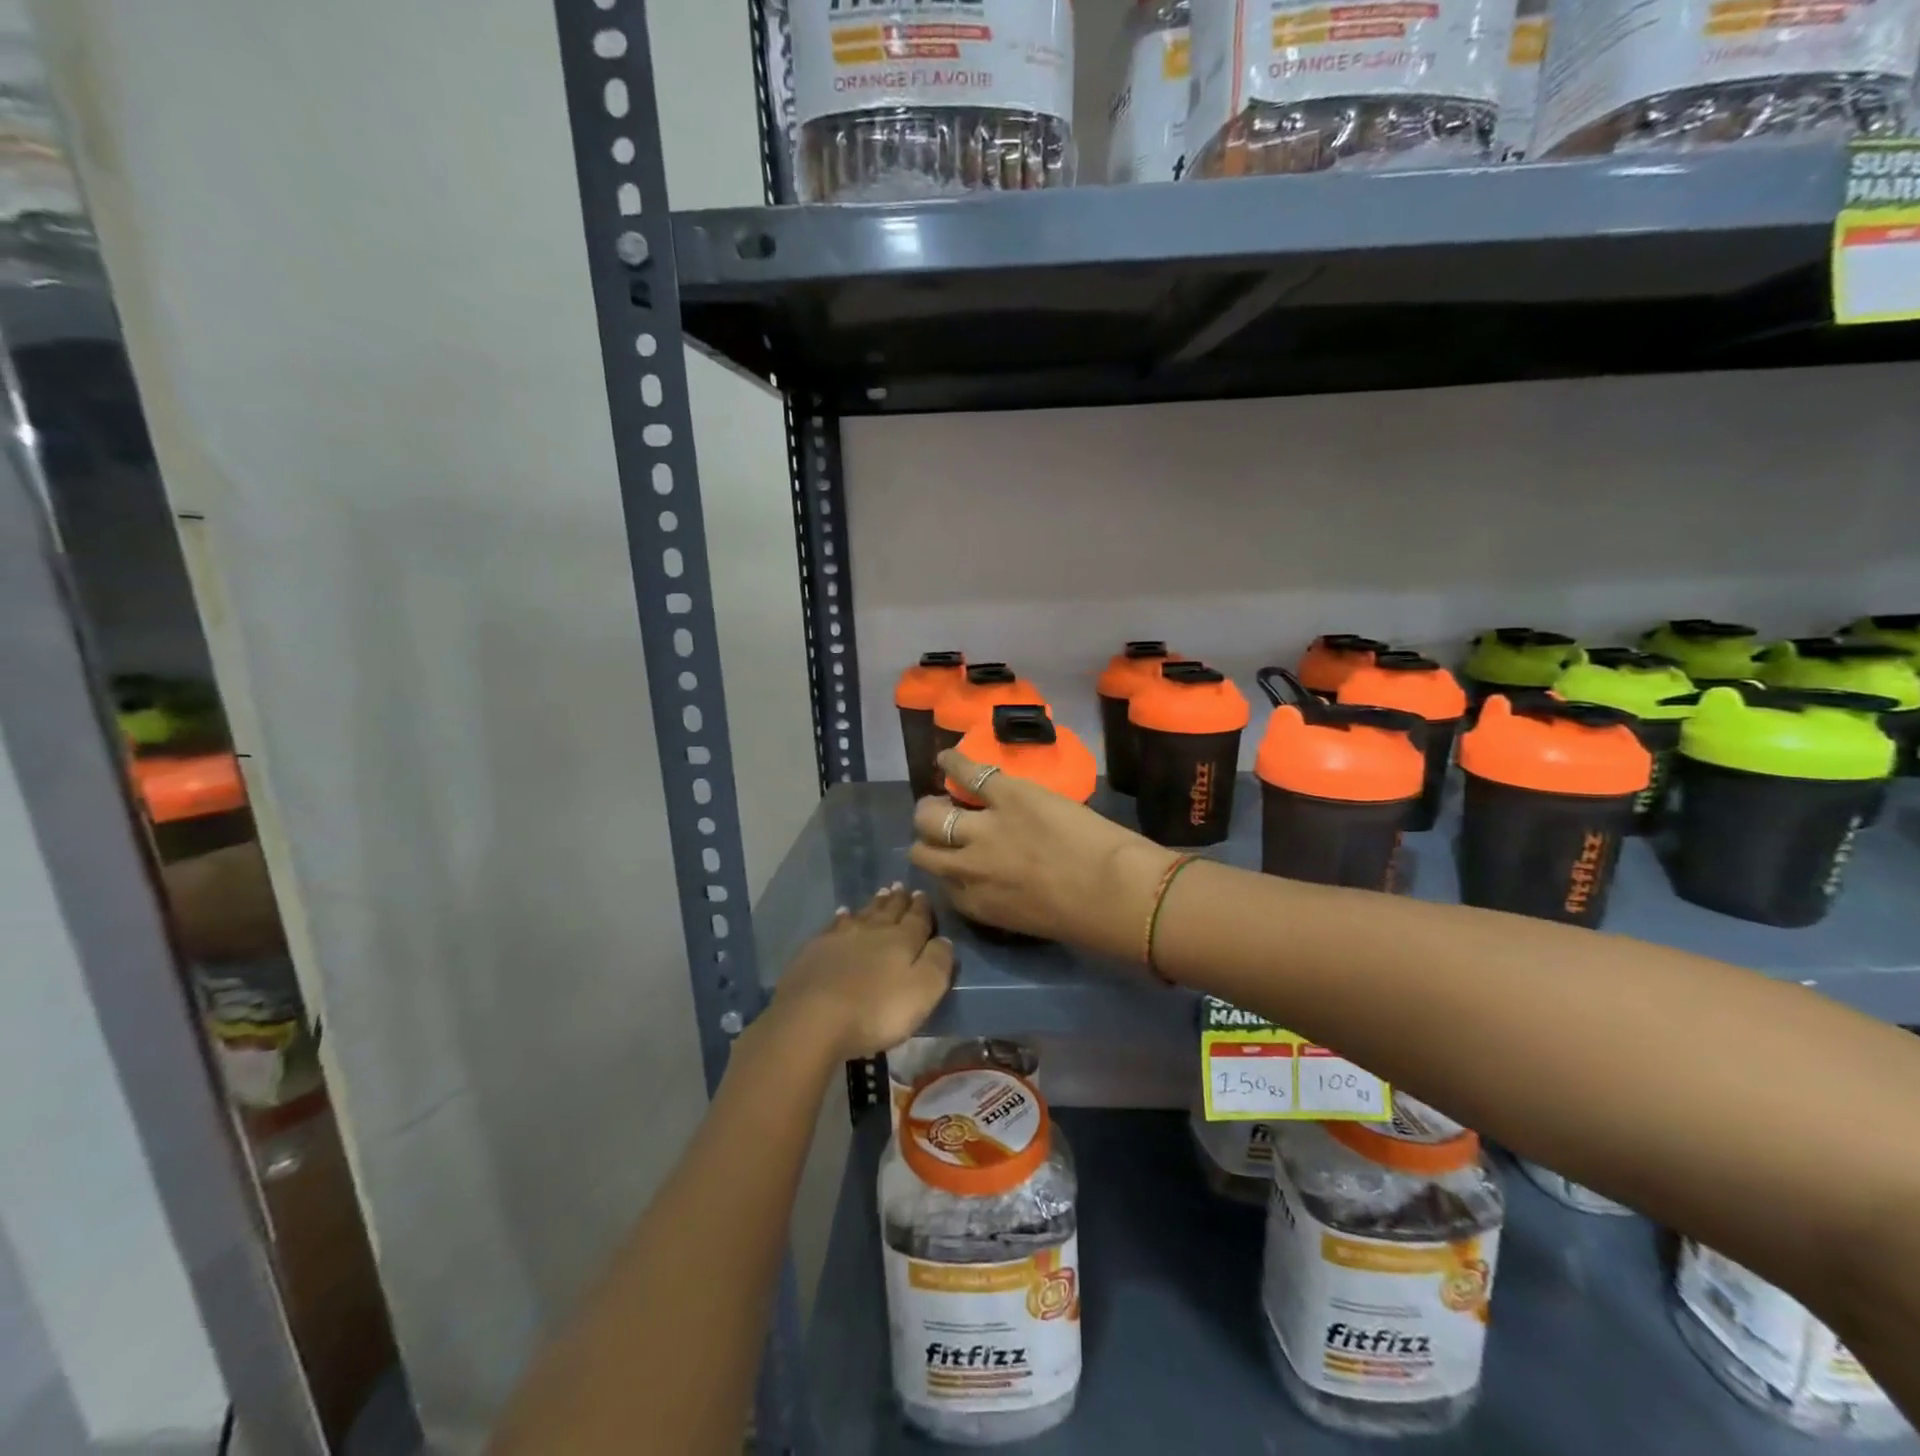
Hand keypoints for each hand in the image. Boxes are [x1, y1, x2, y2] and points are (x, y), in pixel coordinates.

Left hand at [765, 885, 953, 1060]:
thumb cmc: (876, 1010)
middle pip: (889, 911)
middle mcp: (873, 931)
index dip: (922, 908)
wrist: (813, 1018)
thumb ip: (938, 963)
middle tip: (902, 887)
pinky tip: (843, 914)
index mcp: (902, 941)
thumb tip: (945, 939)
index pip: (917, 919)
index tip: (922, 894)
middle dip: (898, 900)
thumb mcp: (922, 991)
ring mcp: (841, 937)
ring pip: (863, 914)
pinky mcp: (816, 949)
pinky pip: (835, 925)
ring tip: (881, 893)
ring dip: (874, 904)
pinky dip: (843, 917)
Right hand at [908, 750, 1176, 959]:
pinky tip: (945, 758)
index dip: (945, 867)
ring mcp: (983, 829)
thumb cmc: (1084, 919)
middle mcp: (967, 868)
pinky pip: (967, 773)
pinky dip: (953, 763)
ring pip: (930, 815)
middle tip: (941, 826)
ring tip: (939, 797)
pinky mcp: (1006, 794)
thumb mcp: (1029, 921)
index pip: (941, 882)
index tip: (955, 859)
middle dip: (928, 839)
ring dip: (931, 808)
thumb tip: (998, 881)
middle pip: (924, 851)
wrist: (1114, 891)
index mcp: (976, 903)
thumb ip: (1002, 900)